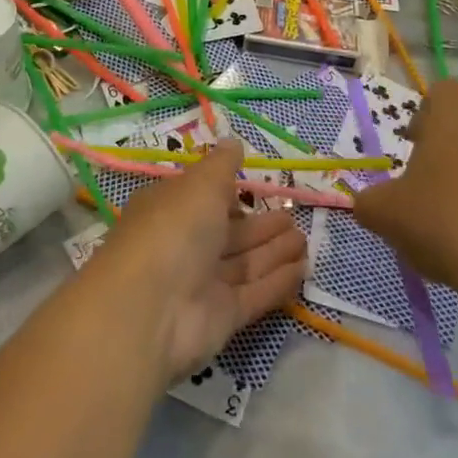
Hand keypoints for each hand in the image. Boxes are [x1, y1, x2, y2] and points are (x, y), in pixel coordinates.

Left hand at [85, 138, 308, 379]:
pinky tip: (303, 270)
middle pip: (230, 232)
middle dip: (262, 224)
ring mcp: (203, 282)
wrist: (151, 309)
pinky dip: (278, 281)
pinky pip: (255, 292)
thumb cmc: (173, 229)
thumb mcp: (200, 183)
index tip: (259, 186)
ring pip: (245, 262)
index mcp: (171, 208)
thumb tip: (233, 141)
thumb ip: (222, 165)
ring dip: (275, 250)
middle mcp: (185, 244)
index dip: (230, 193)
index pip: (204, 197)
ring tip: (306, 239)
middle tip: (294, 215)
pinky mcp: (221, 316)